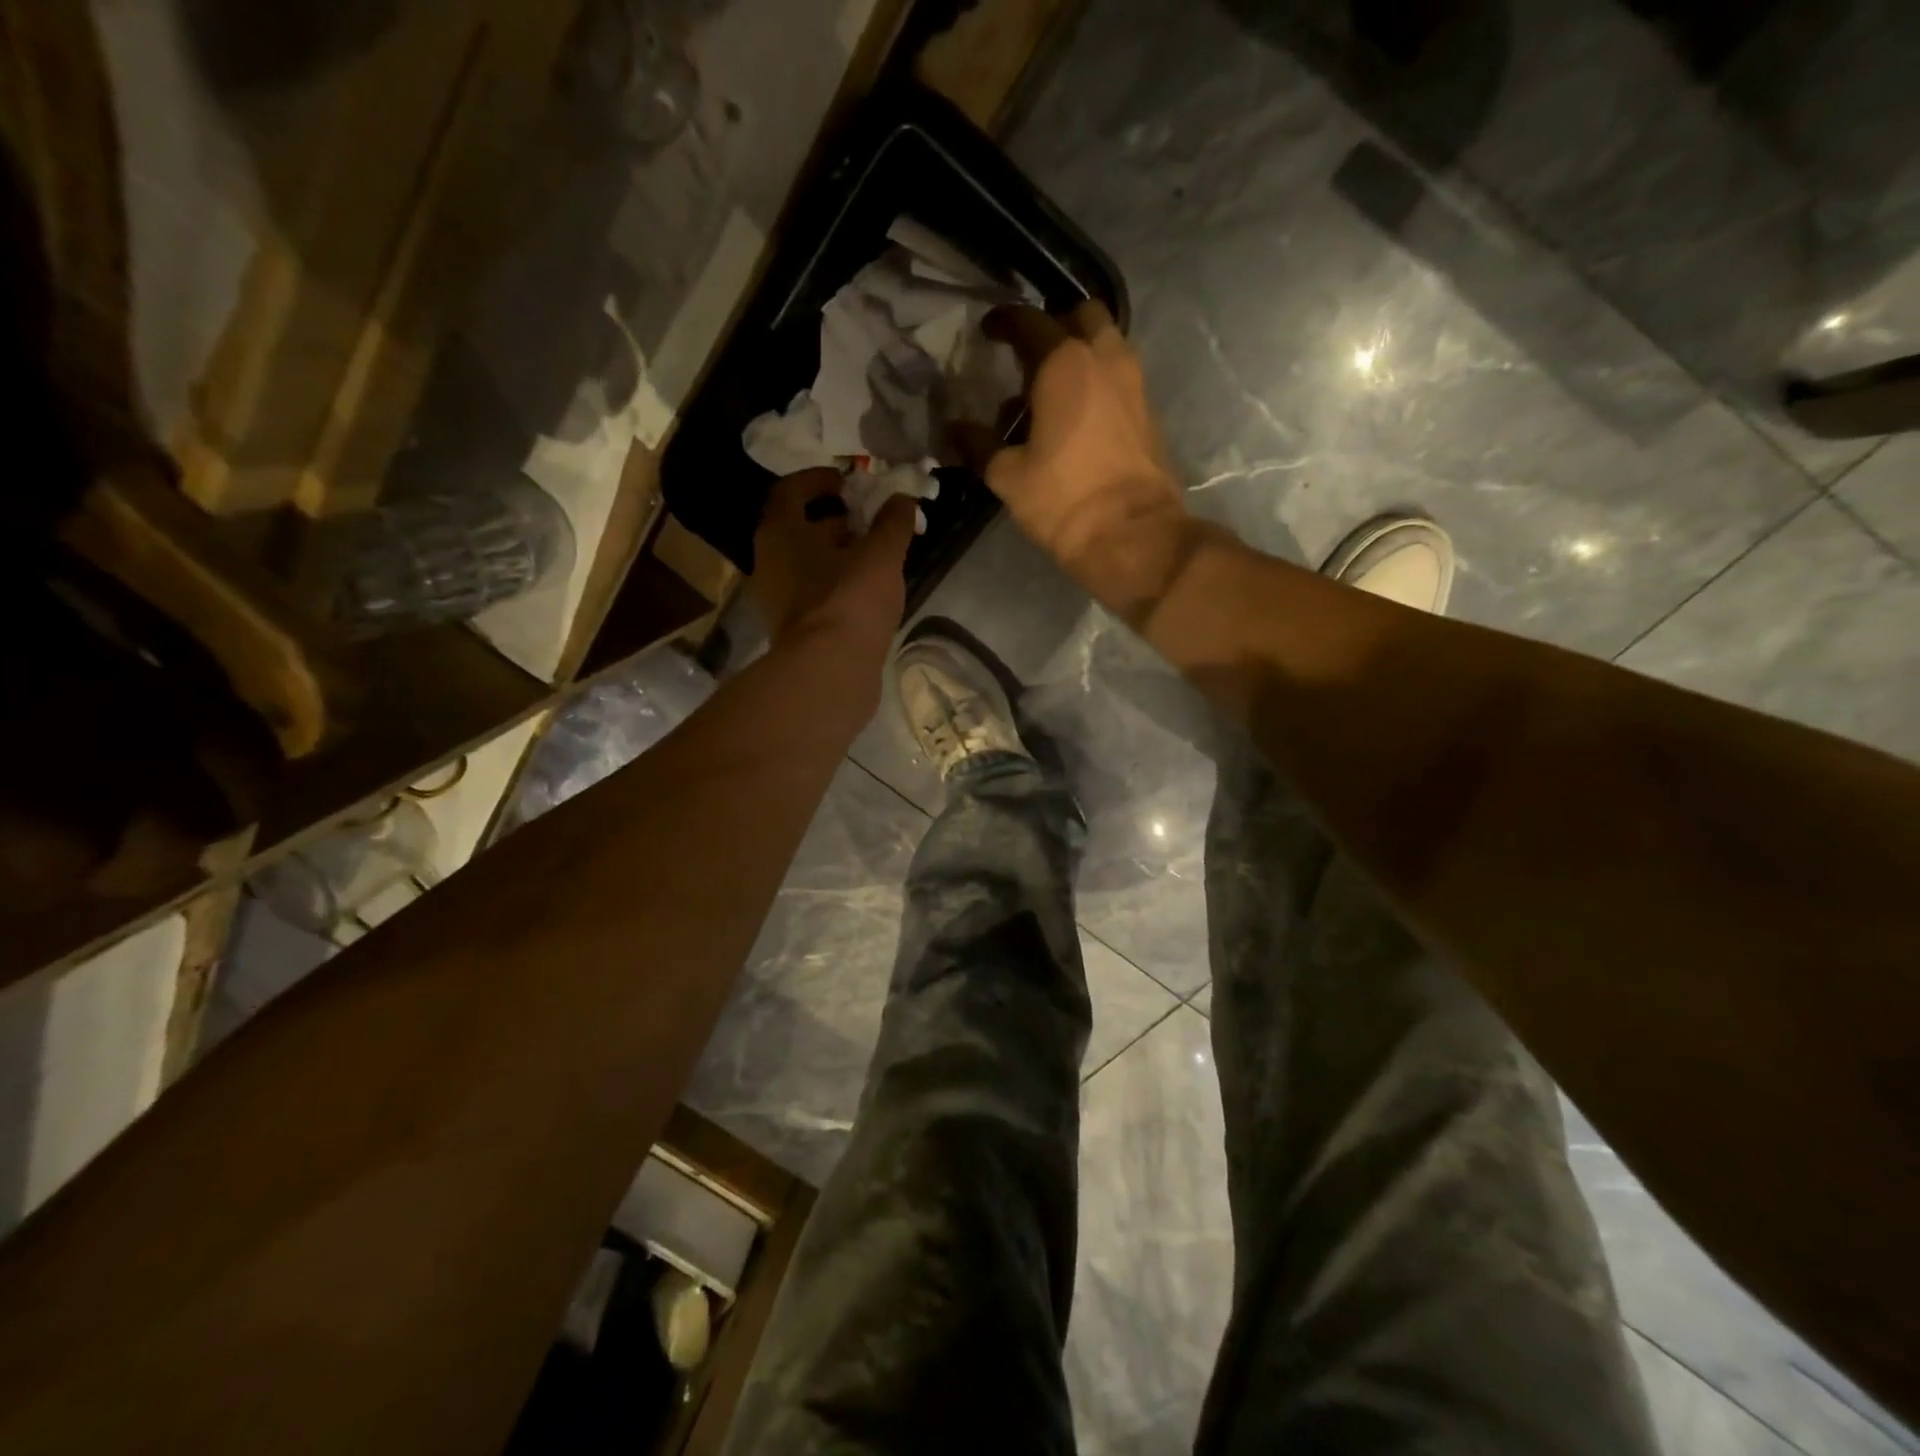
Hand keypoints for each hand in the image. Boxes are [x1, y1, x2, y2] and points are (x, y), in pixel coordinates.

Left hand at [751, 468, 913, 644]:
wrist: (829, 671)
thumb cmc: (850, 599)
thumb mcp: (881, 554)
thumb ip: (893, 523)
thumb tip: (902, 499)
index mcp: (780, 533)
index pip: (790, 491)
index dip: (819, 480)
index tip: (847, 482)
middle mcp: (769, 562)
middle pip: (799, 529)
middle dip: (834, 520)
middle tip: (869, 520)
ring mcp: (778, 599)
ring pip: (807, 564)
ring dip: (838, 554)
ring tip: (875, 556)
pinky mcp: (794, 629)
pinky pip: (814, 593)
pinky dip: (837, 584)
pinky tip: (867, 591)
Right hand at [981, 302, 1193, 619]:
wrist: (1132, 535)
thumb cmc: (1064, 500)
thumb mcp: (1008, 476)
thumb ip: (979, 445)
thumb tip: (953, 430)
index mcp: (1064, 363)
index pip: (1029, 322)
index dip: (1003, 322)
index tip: (988, 331)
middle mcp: (1104, 358)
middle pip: (1081, 316)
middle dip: (1055, 326)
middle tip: (1030, 360)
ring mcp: (1133, 382)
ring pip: (1106, 344)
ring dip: (1080, 354)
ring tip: (1052, 393)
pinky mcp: (1148, 411)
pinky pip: (1119, 377)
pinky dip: (1098, 381)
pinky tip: (1077, 418)